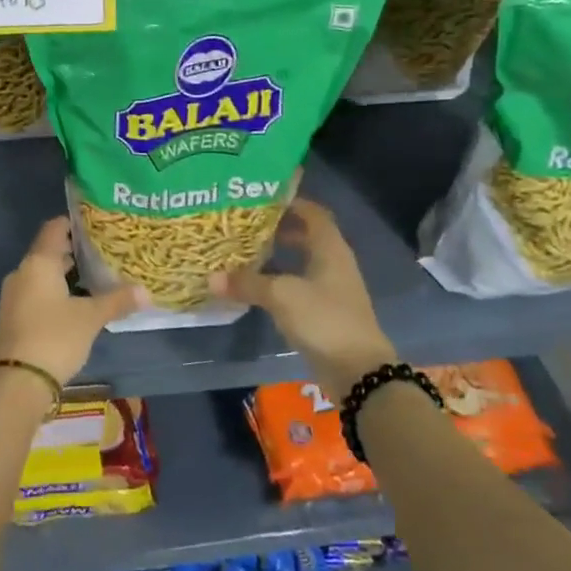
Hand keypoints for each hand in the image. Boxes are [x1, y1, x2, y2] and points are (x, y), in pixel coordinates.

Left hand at [0, 218, 143, 387]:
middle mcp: (22, 272)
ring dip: (66, 275)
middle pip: (49, 252)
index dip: (74, 223)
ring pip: (43, 275)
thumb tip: (146, 292)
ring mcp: (15, 295)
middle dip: (75, 251)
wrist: (17, 382)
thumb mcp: (91, 318)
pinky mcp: (14, 316)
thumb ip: (117, 301)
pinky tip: (78, 303)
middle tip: (105, 252)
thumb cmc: (55, 337)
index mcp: (38, 263)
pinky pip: (37, 293)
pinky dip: (56, 292)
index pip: (54, 229)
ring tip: (97, 277)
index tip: (97, 224)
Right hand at [211, 198, 395, 399]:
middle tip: (246, 225)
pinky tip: (258, 287)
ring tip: (246, 253)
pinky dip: (280, 282)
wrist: (358, 372)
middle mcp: (334, 263)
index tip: (262, 198)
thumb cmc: (324, 319)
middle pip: (307, 236)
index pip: (313, 213)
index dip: (291, 202)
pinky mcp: (325, 312)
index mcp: (330, 248)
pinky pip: (300, 287)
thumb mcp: (282, 296)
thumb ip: (247, 283)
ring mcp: (332, 289)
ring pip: (303, 262)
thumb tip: (212, 277)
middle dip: (279, 229)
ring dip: (279, 256)